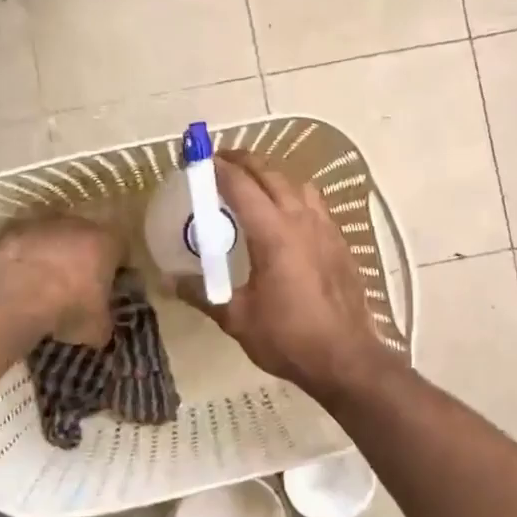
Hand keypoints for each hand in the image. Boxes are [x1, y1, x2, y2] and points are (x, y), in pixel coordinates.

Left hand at [0, 217, 120, 347]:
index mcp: (107, 242)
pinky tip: (23, 279)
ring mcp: (45, 225)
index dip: (116, 267)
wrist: (17, 301)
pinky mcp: (15, 232)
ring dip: (55, 253)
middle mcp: (79, 225)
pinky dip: (28, 257)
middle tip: (78, 283)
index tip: (110, 285)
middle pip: (88, 237)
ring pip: (57, 237)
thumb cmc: (69, 309)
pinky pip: (28, 243)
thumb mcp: (99, 327)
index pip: (121, 249)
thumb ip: (106, 318)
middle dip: (85, 256)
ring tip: (47, 282)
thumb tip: (103, 321)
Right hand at [181, 153, 401, 397]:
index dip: (219, 168)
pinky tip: (287, 217)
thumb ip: (203, 293)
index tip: (201, 159)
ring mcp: (326, 229)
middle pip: (271, 174)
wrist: (346, 358)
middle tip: (222, 161)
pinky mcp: (340, 242)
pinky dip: (295, 196)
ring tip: (255, 184)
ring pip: (298, 185)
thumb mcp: (237, 318)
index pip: (241, 186)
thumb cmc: (288, 337)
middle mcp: (301, 220)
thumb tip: (170, 280)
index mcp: (273, 233)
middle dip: (245, 162)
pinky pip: (315, 204)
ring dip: (274, 175)